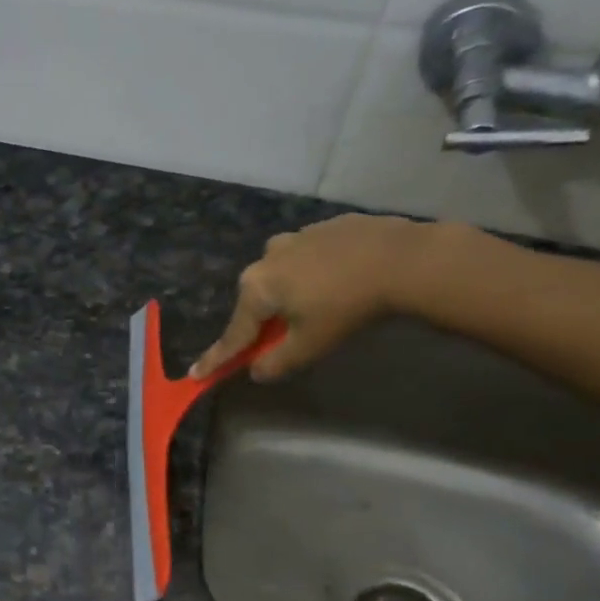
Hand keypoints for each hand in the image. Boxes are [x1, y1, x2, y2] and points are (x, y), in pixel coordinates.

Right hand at [189, 214, 434, 382]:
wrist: (403, 259)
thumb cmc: (347, 307)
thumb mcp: (310, 346)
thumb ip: (276, 362)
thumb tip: (256, 371)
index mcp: (257, 288)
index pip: (234, 334)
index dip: (217, 358)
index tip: (196, 374)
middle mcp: (266, 258)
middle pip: (257, 300)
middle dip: (262, 320)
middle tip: (279, 339)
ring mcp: (296, 236)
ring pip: (282, 274)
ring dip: (290, 292)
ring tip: (319, 305)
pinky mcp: (325, 226)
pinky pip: (308, 257)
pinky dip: (314, 272)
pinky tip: (339, 280)